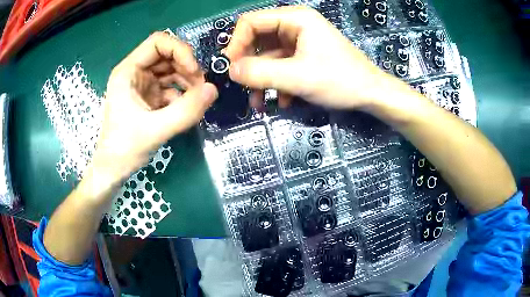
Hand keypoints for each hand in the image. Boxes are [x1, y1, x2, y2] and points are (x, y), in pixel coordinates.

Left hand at [91, 32, 217, 183]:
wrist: (114, 170)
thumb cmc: (124, 149)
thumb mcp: (155, 130)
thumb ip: (185, 111)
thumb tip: (214, 90)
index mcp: (128, 71)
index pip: (157, 42)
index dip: (179, 50)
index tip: (193, 70)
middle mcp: (135, 73)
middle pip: (167, 56)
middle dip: (186, 67)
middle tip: (200, 87)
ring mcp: (142, 86)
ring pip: (171, 71)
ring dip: (187, 82)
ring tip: (197, 100)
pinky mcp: (149, 98)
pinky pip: (170, 88)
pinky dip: (182, 96)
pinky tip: (187, 109)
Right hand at [225, 6, 401, 109]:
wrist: (370, 94)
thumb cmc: (340, 80)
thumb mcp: (298, 77)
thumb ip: (261, 72)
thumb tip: (231, 71)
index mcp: (295, 18)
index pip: (251, 22)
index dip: (236, 43)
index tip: (231, 68)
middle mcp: (295, 25)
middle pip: (257, 39)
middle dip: (249, 64)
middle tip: (243, 86)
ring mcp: (299, 41)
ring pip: (268, 56)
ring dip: (262, 79)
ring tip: (260, 103)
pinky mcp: (303, 56)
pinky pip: (280, 65)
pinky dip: (276, 82)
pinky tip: (282, 101)